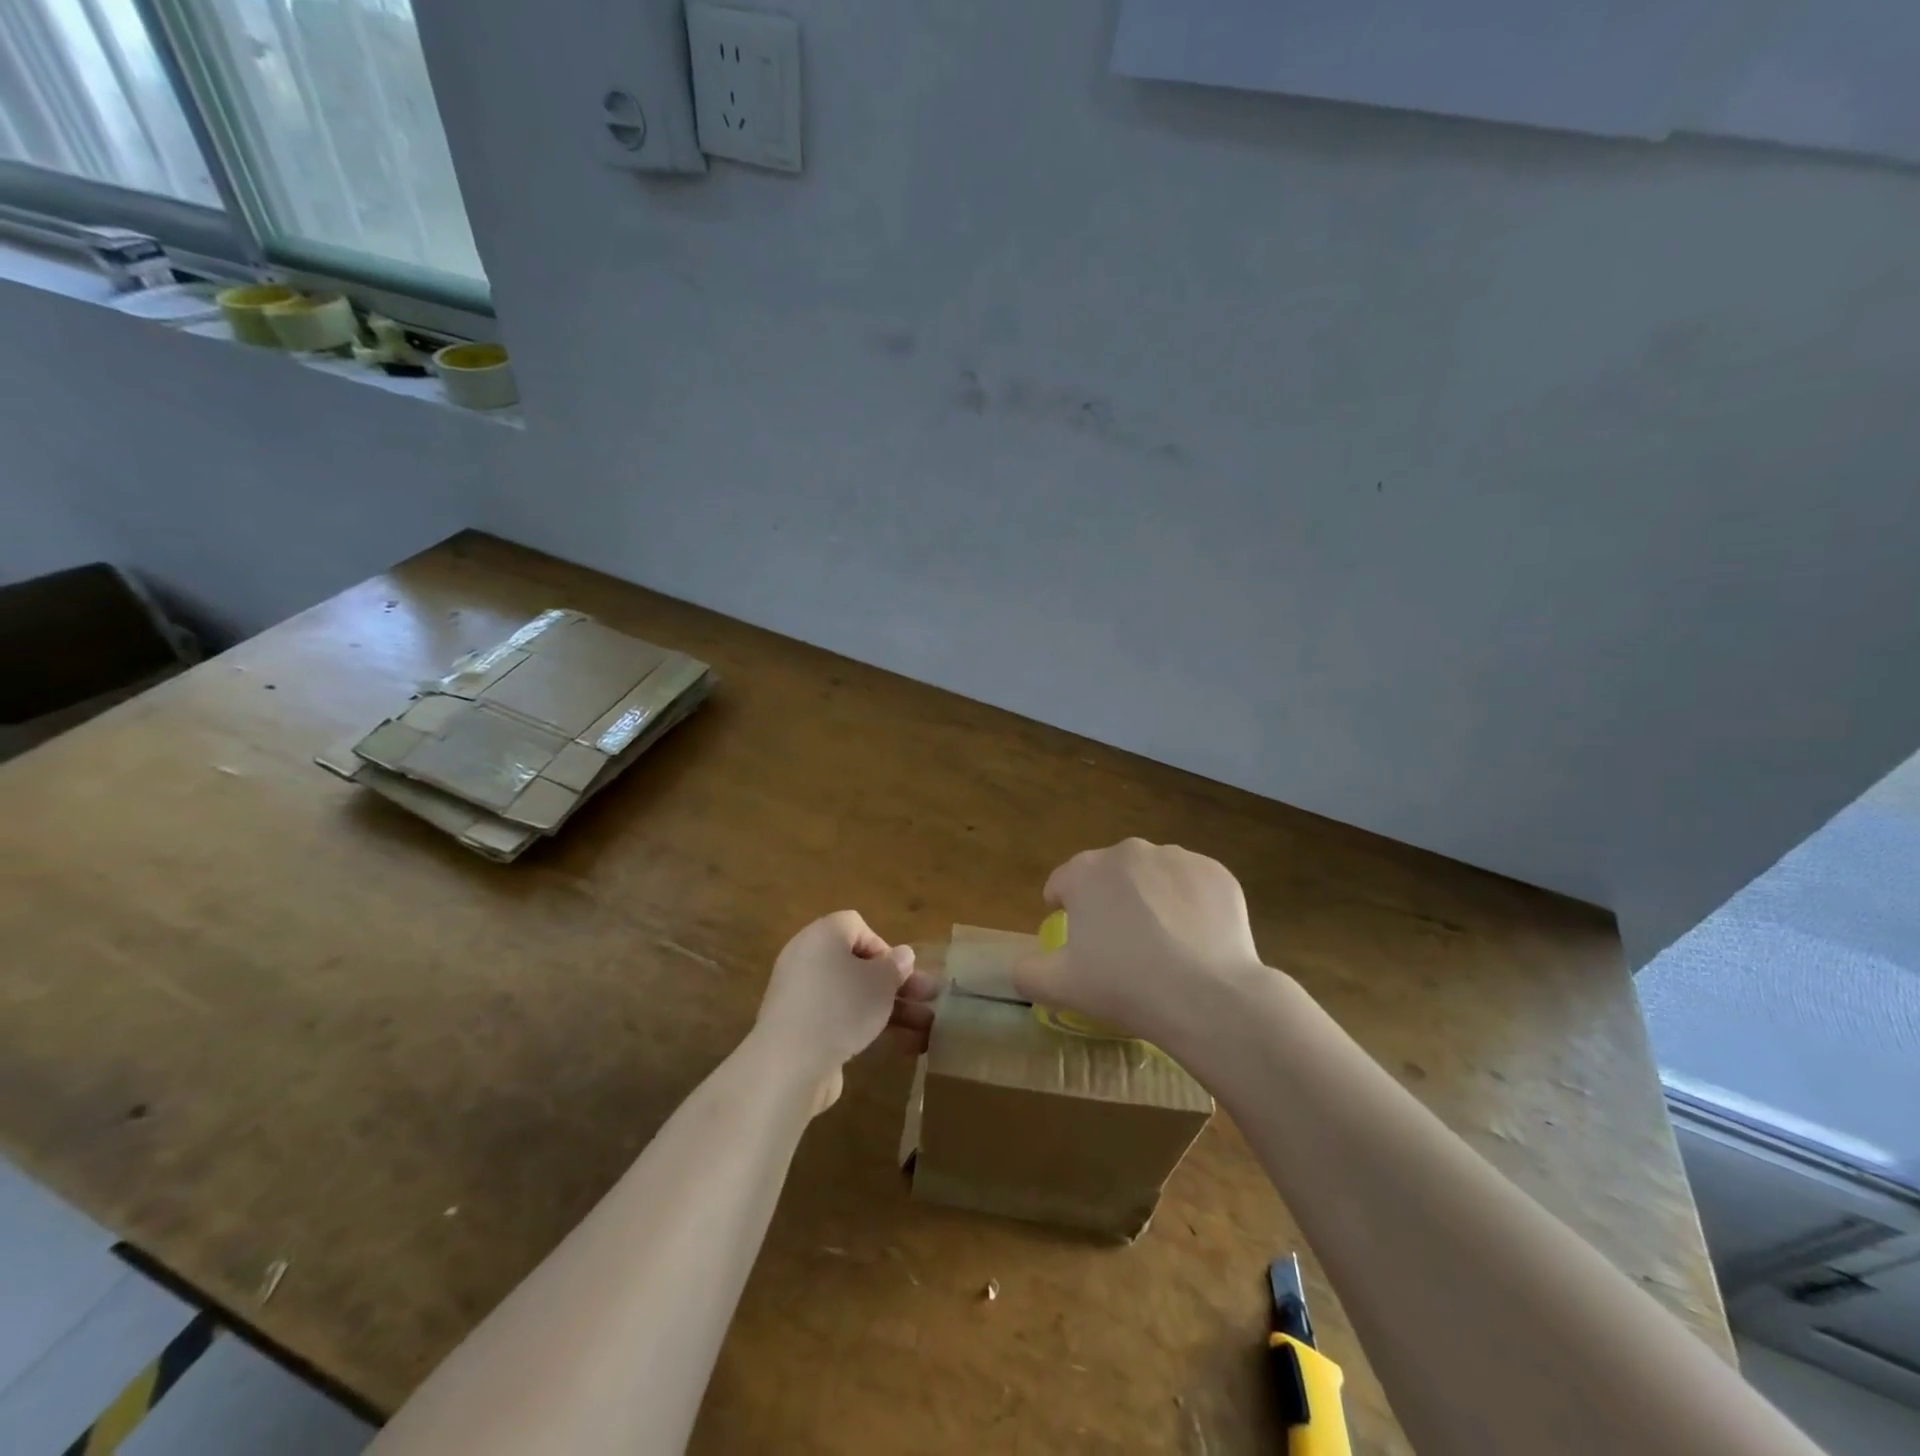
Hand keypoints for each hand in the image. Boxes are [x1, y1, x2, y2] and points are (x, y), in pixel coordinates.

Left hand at [756, 911, 938, 1114]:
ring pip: (855, 997)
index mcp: (822, 936)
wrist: (789, 1064)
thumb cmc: (841, 1006)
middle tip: (928, 999)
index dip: (882, 945)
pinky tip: (905, 1047)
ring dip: (892, 1010)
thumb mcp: (880, 982)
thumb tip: (902, 955)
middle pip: (859, 966)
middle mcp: (808, 960)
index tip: (899, 971)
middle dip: (897, 984)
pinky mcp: (802, 1031)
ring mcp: (803, 998)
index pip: (855, 926)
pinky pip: (841, 1021)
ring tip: (928, 1029)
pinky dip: (870, 1029)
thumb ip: (895, 966)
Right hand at [1015, 839, 1268, 1044]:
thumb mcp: (1059, 987)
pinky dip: (1188, 904)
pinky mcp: (1216, 873)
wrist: (1207, 997)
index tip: (1075, 940)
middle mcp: (1129, 852)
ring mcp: (1177, 858)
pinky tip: (1194, 939)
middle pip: (1108, 875)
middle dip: (1108, 901)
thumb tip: (1021, 966)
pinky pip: (1192, 885)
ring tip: (1162, 944)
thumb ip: (1027, 972)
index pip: (1061, 882)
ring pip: (1151, 876)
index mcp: (1085, 871)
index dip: (1063, 909)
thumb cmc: (1124, 986)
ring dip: (1149, 899)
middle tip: (1119, 946)